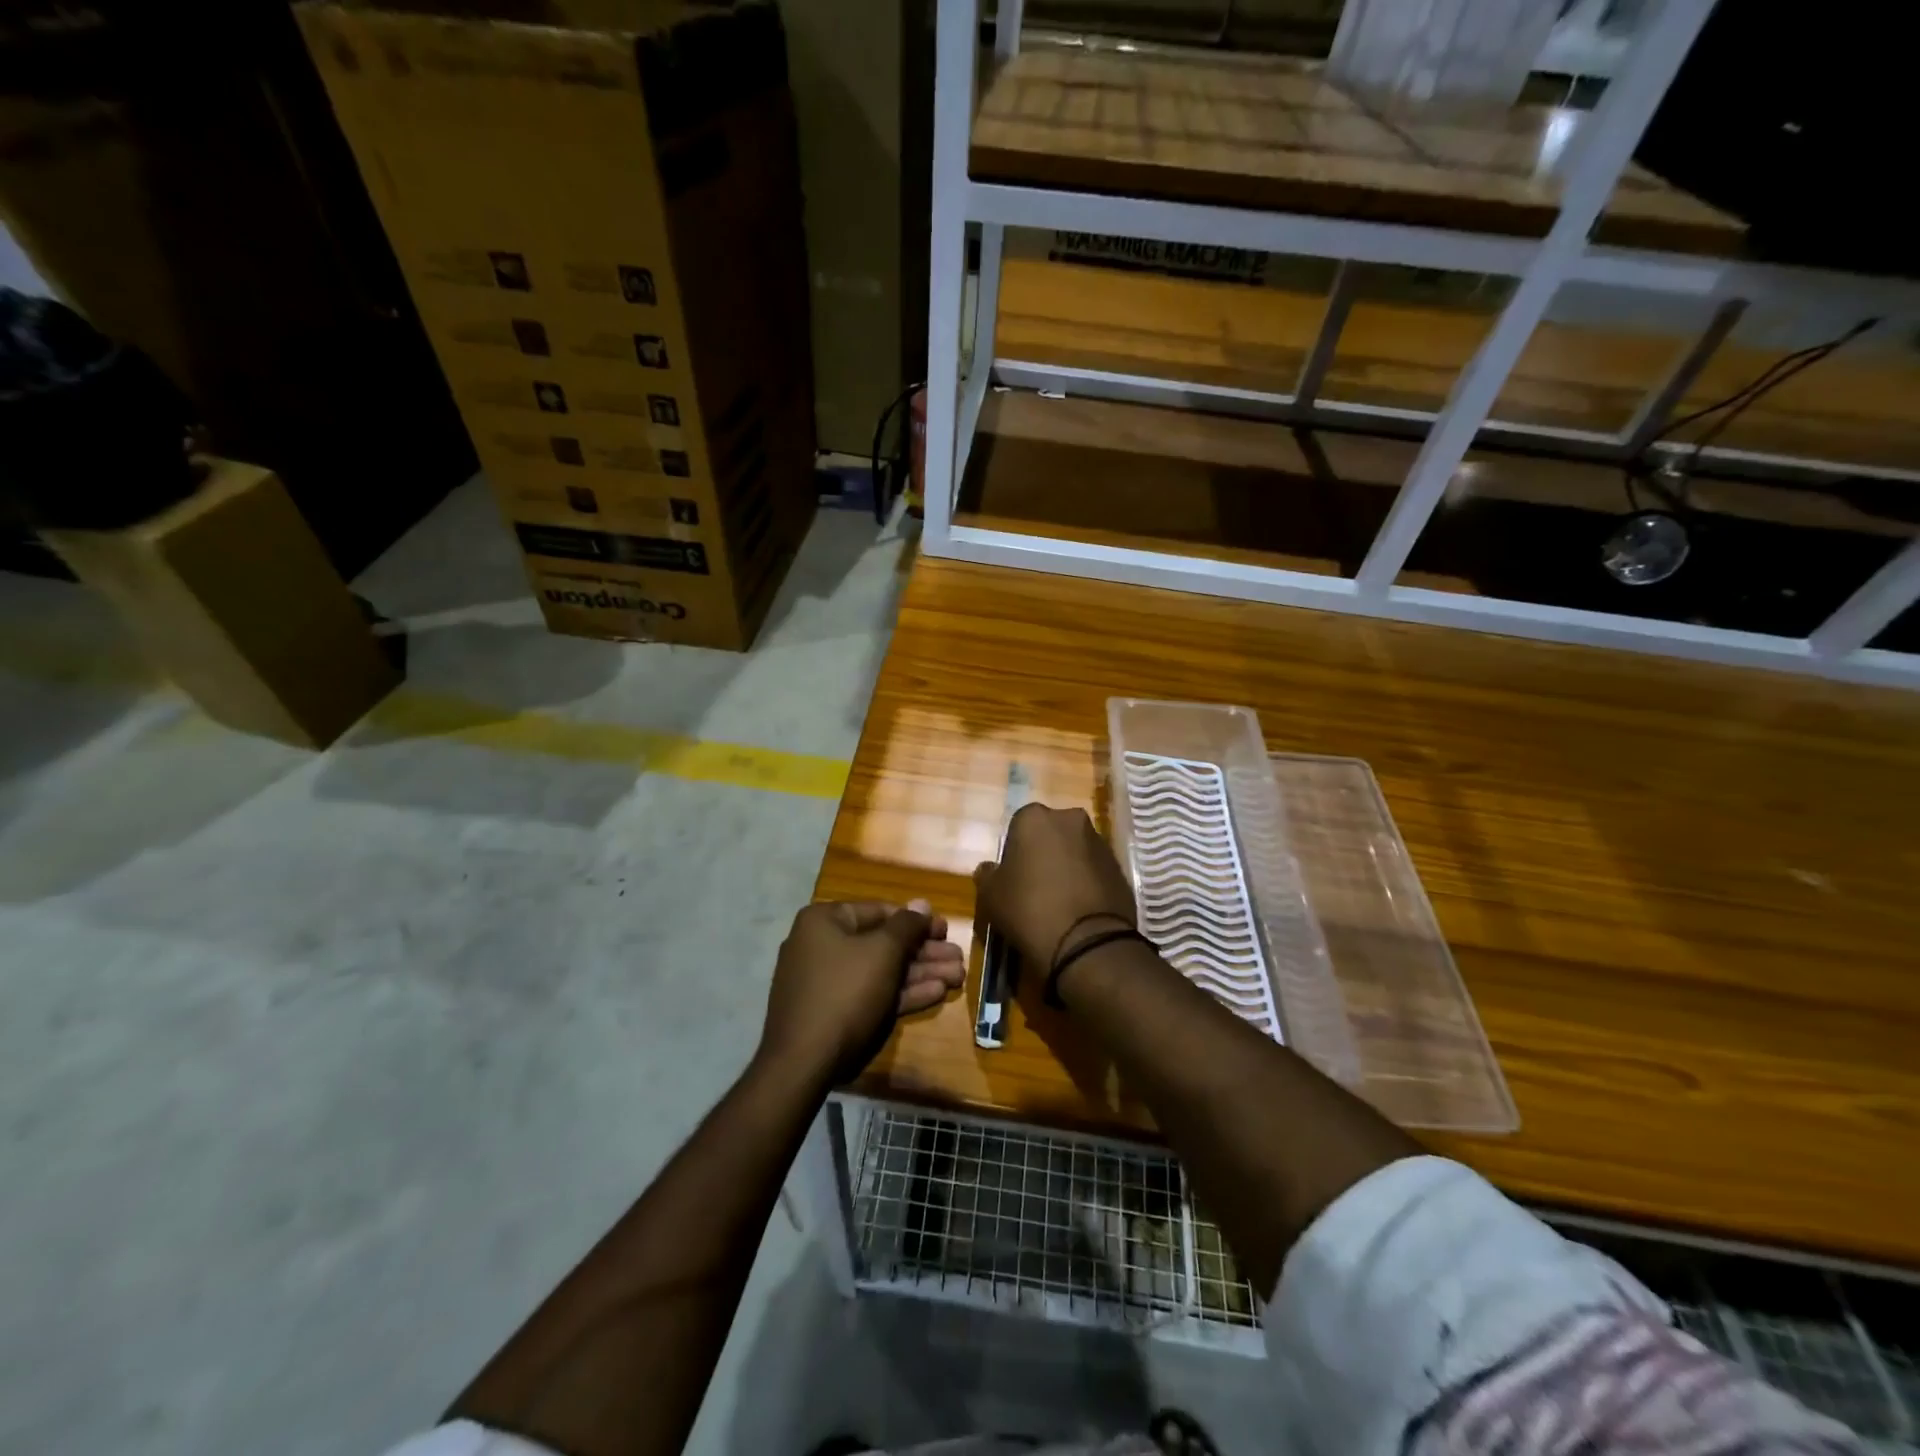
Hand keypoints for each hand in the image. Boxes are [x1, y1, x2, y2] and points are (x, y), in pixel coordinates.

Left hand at [760, 899, 964, 1083]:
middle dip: (924, 952)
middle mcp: (821, 946)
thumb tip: (922, 904)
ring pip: (880, 971)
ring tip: (958, 977)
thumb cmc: (845, 991)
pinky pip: (871, 994)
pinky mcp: (833, 1012)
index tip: (945, 930)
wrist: (804, 1061)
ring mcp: (826, 982)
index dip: (916, 920)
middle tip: (958, 958)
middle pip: (882, 943)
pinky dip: (901, 993)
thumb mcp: (882, 952)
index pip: (879, 911)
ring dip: (920, 973)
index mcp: (824, 921)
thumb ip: (907, 926)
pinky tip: (936, 994)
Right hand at [973, 803, 1137, 972]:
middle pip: (1051, 834)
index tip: (1013, 877)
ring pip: (1076, 850)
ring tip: (1060, 902)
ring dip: (1068, 867)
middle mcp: (1070, 820)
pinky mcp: (1120, 868)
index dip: (1015, 852)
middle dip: (1044, 853)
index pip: (1019, 826)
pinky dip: (1088, 883)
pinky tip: (1080, 910)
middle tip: (1035, 886)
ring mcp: (1100, 842)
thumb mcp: (991, 895)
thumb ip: (988, 875)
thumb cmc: (1028, 908)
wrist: (1086, 942)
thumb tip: (989, 869)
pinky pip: (1096, 870)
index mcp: (1035, 817)